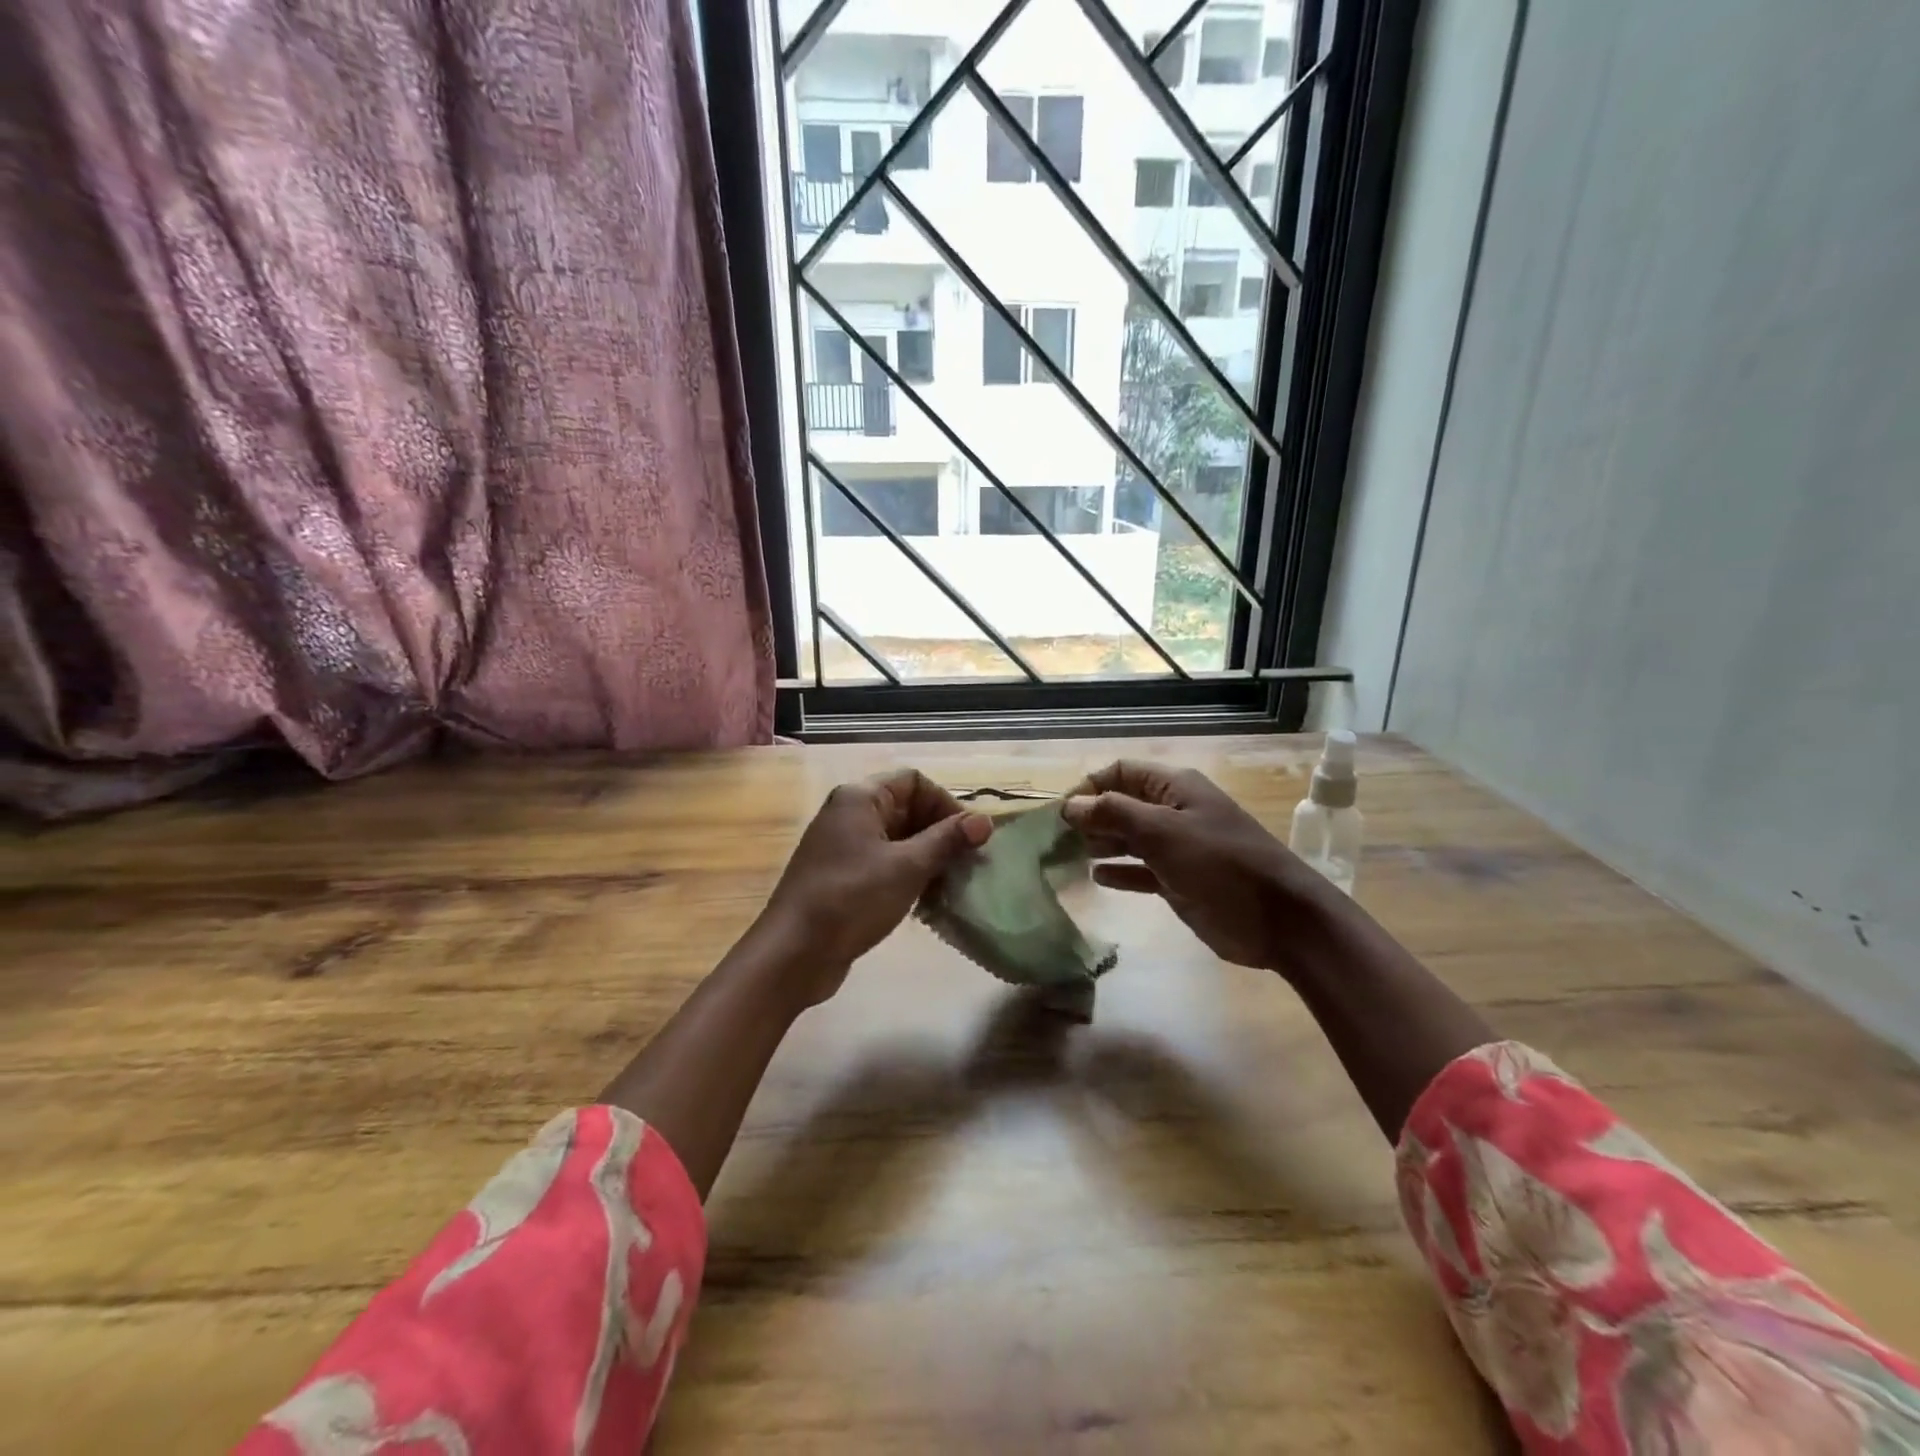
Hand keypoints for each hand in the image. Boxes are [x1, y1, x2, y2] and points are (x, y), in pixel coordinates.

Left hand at [756, 769, 991, 1006]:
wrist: (793, 953)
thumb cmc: (851, 899)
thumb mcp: (907, 867)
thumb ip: (947, 840)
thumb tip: (985, 821)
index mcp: (860, 798)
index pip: (914, 781)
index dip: (945, 803)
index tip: (968, 837)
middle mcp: (849, 814)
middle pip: (907, 808)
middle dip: (940, 833)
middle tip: (967, 865)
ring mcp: (843, 847)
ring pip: (898, 839)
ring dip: (928, 858)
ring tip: (951, 886)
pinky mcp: (842, 877)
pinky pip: (884, 864)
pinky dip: (908, 876)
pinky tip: (926, 902)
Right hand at [1063, 761, 1333, 973]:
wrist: (1279, 919)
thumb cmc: (1220, 864)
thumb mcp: (1162, 832)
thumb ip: (1113, 813)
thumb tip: (1070, 804)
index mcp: (1175, 788)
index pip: (1121, 772)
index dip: (1089, 787)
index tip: (1059, 812)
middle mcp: (1174, 811)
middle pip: (1122, 804)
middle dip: (1091, 816)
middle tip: (1057, 839)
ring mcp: (1179, 847)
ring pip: (1130, 837)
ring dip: (1102, 843)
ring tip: (1069, 857)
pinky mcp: (1181, 880)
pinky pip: (1142, 869)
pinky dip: (1121, 871)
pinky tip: (1097, 878)